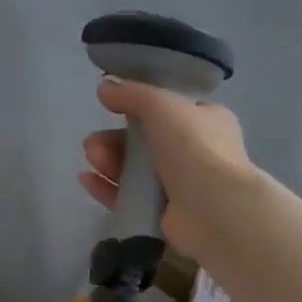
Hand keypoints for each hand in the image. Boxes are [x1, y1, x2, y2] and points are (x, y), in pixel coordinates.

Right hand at [80, 77, 250, 255]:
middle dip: (114, 138)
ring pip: (136, 169)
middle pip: (146, 141)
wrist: (214, 209)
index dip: (140, 107)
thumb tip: (105, 87)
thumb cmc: (194, 147)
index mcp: (207, 121)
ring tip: (92, 157)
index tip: (113, 106)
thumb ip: (131, 93)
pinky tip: (87, 179)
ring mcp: (181, 186)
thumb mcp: (161, 105)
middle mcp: (197, 152)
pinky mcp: (165, 214)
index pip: (170, 110)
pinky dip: (108, 187)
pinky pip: (130, 197)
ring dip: (109, 160)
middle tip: (94, 141)